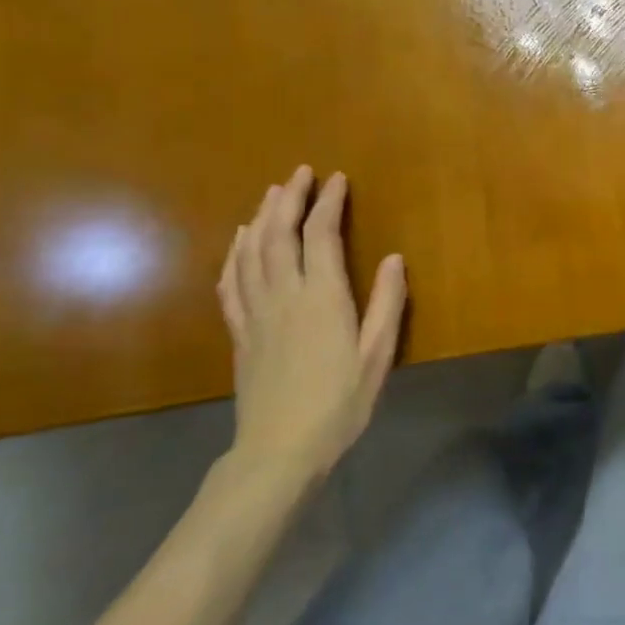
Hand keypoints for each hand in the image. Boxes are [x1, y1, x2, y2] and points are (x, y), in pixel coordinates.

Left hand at [217, 166, 407, 491]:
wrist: (279, 450)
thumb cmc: (339, 403)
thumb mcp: (378, 354)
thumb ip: (387, 303)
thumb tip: (393, 258)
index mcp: (322, 297)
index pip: (321, 235)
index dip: (328, 202)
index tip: (337, 178)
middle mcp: (285, 295)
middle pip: (279, 234)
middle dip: (289, 198)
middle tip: (300, 173)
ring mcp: (256, 313)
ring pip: (252, 252)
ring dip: (261, 217)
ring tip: (271, 193)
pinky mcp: (240, 332)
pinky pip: (231, 283)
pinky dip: (235, 254)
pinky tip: (240, 241)